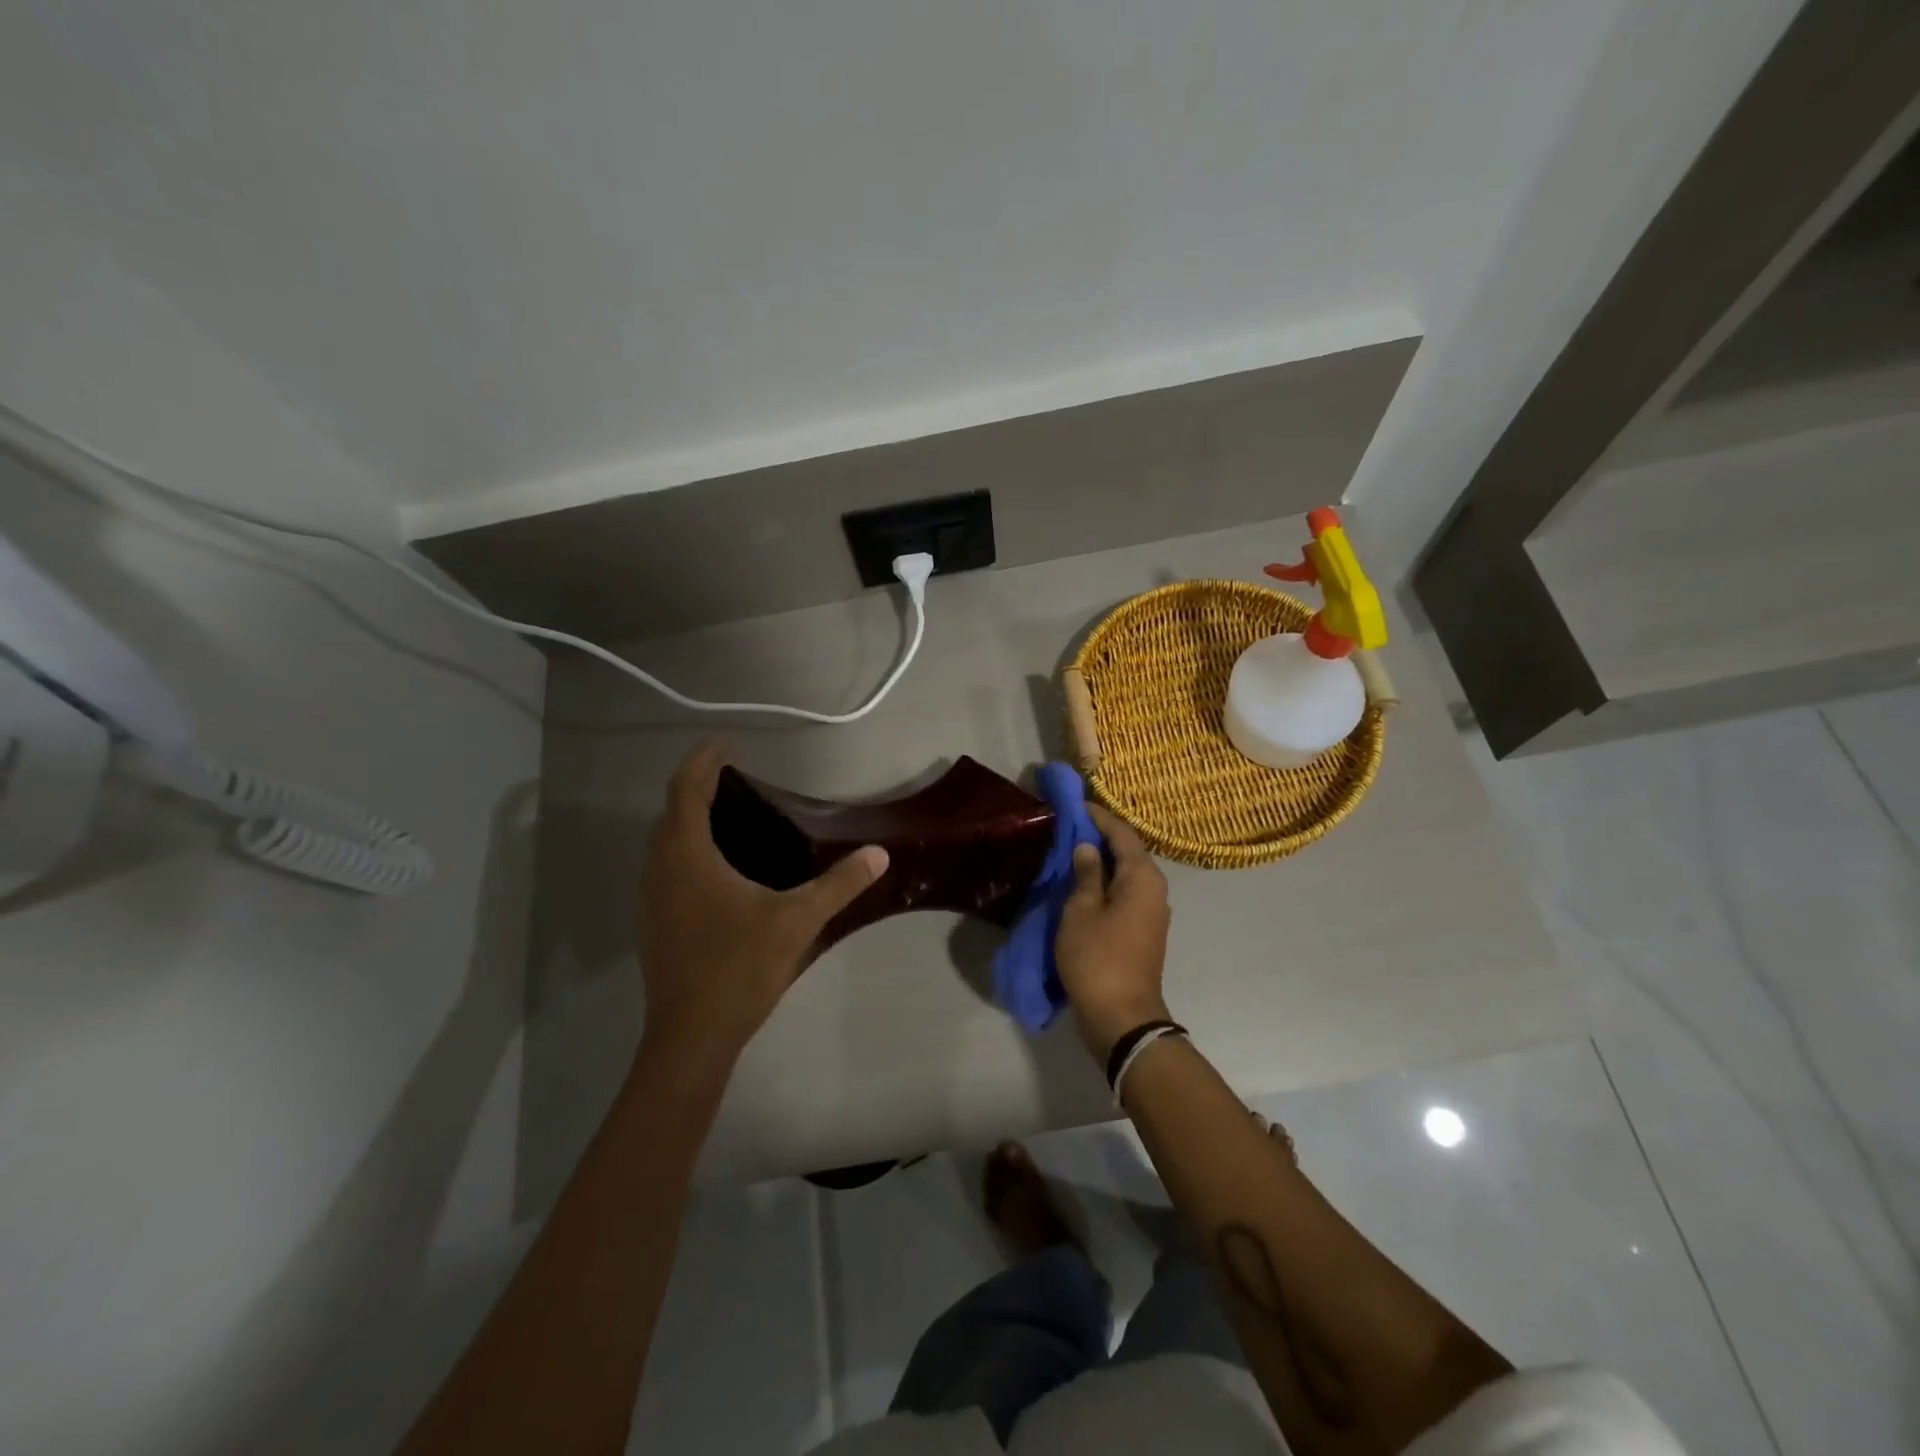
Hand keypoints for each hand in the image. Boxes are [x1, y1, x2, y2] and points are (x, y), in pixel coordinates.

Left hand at [638, 744, 888, 1066]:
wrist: (692, 1036)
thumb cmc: (738, 967)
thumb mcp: (797, 921)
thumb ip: (838, 884)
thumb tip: (879, 853)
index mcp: (687, 856)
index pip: (685, 790)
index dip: (701, 763)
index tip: (723, 745)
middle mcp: (660, 870)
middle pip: (671, 813)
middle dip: (696, 789)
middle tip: (734, 780)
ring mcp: (652, 899)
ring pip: (665, 844)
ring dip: (688, 822)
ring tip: (729, 817)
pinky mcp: (656, 924)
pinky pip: (666, 869)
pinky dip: (687, 852)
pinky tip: (719, 871)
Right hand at [1056, 803, 1171, 1061]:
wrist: (1122, 1017)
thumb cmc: (1098, 958)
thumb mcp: (1081, 910)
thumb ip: (1085, 874)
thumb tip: (1087, 847)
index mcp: (1142, 877)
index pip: (1121, 832)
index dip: (1098, 816)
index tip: (1074, 804)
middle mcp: (1154, 888)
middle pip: (1128, 851)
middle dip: (1099, 836)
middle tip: (1068, 824)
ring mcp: (1152, 911)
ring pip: (1126, 873)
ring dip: (1101, 860)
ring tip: (1071, 850)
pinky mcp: (1144, 930)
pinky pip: (1125, 893)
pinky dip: (1105, 882)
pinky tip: (1082, 883)